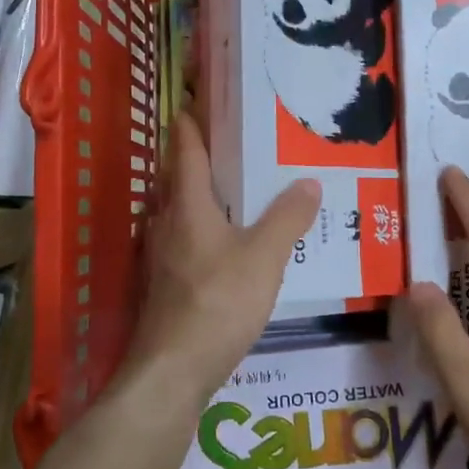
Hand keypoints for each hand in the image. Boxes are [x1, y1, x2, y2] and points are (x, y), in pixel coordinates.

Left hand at [122, 114, 319, 410]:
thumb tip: (309, 182)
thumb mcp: (264, 258)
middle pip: (179, 178)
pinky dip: (202, 229)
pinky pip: (183, 240)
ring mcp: (159, 255)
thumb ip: (287, 219)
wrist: (172, 370)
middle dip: (201, 157)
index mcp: (187, 205)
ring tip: (237, 191)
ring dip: (201, 195)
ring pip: (179, 211)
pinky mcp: (163, 284)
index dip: (192, 121)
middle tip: (236, 143)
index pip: (186, 149)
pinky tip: (226, 245)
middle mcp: (166, 222)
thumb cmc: (217, 303)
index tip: (198, 97)